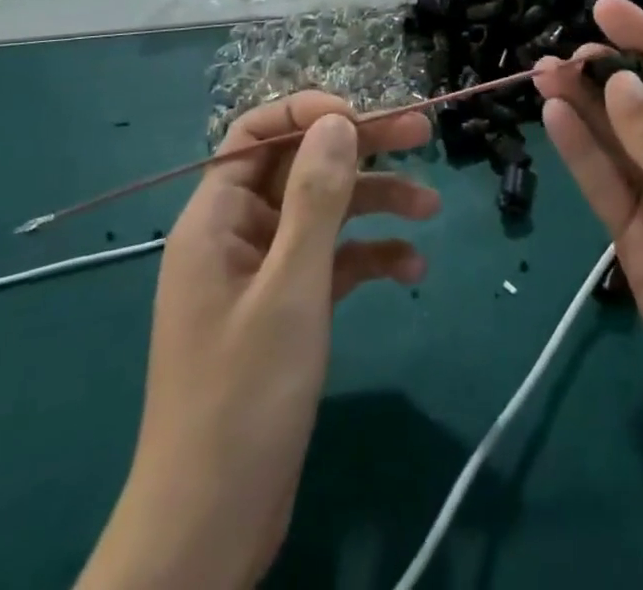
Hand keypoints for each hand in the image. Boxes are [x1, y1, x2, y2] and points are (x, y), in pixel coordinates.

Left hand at [77, 94, 438, 589]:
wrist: (211, 529)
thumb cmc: (244, 399)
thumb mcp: (290, 289)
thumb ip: (315, 198)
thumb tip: (337, 120)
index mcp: (217, 218)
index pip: (257, 133)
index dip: (308, 113)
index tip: (364, 116)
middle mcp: (239, 233)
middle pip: (301, 166)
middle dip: (360, 148)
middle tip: (423, 132)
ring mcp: (264, 272)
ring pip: (324, 212)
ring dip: (376, 203)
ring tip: (431, 208)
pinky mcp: (287, 309)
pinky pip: (332, 262)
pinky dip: (369, 257)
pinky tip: (412, 269)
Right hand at [534, 0, 642, 537]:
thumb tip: (619, 83)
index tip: (604, 9)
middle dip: (604, 76)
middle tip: (561, 54)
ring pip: (616, 144)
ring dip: (583, 108)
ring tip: (544, 73)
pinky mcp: (637, 242)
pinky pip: (606, 187)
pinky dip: (580, 153)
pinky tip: (555, 118)